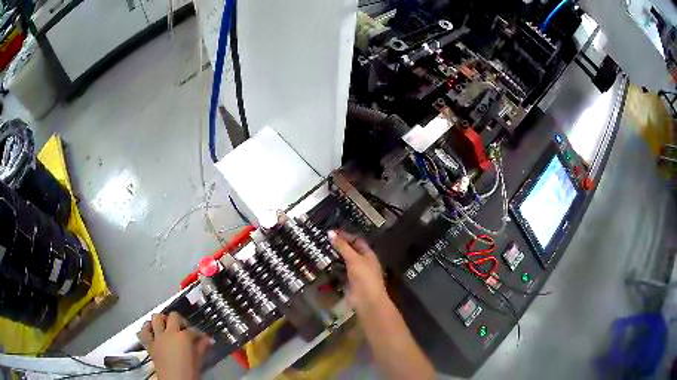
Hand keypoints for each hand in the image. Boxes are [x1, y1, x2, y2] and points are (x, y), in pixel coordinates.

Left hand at [138, 312, 213, 379]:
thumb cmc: (189, 372)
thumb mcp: (198, 360)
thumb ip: (202, 347)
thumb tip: (209, 340)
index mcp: (183, 337)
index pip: (193, 330)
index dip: (199, 333)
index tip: (203, 338)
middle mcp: (169, 333)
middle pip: (173, 316)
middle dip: (180, 320)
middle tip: (185, 329)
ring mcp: (157, 337)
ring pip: (156, 318)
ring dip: (162, 320)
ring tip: (167, 326)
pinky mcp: (149, 344)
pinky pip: (144, 331)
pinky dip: (148, 328)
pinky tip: (152, 330)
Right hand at [328, 230, 387, 311]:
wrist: (366, 300)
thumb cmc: (364, 276)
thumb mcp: (353, 259)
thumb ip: (342, 246)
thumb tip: (330, 233)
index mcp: (368, 254)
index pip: (357, 240)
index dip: (345, 235)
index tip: (331, 232)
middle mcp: (363, 262)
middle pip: (351, 251)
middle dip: (339, 246)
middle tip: (323, 240)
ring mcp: (356, 273)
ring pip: (345, 262)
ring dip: (335, 257)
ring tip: (321, 250)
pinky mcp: (349, 282)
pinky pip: (341, 272)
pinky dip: (333, 269)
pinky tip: (324, 265)